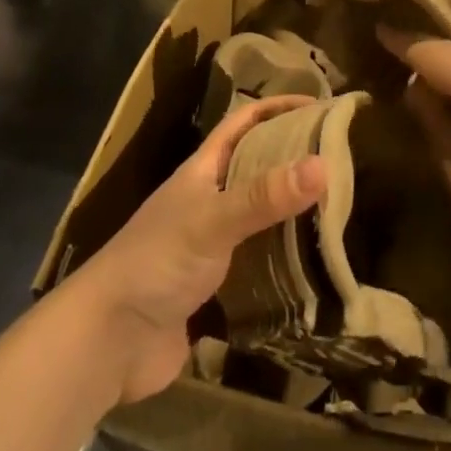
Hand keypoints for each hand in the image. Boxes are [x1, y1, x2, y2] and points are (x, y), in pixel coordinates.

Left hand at [72, 96, 325, 405]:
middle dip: (295, 158)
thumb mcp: (213, 220)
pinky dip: (285, 260)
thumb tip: (324, 164)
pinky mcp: (216, 288)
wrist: (107, 344)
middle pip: (258, 166)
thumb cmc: (156, 263)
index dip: (279, 107)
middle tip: (343, 159)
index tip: (322, 106)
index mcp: (203, 170)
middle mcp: (209, 200)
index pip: (244, 122)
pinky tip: (316, 265)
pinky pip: (260, 262)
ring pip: (261, 215)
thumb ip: (265, 195)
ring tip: (341, 208)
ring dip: (294, 211)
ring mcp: (211, 245)